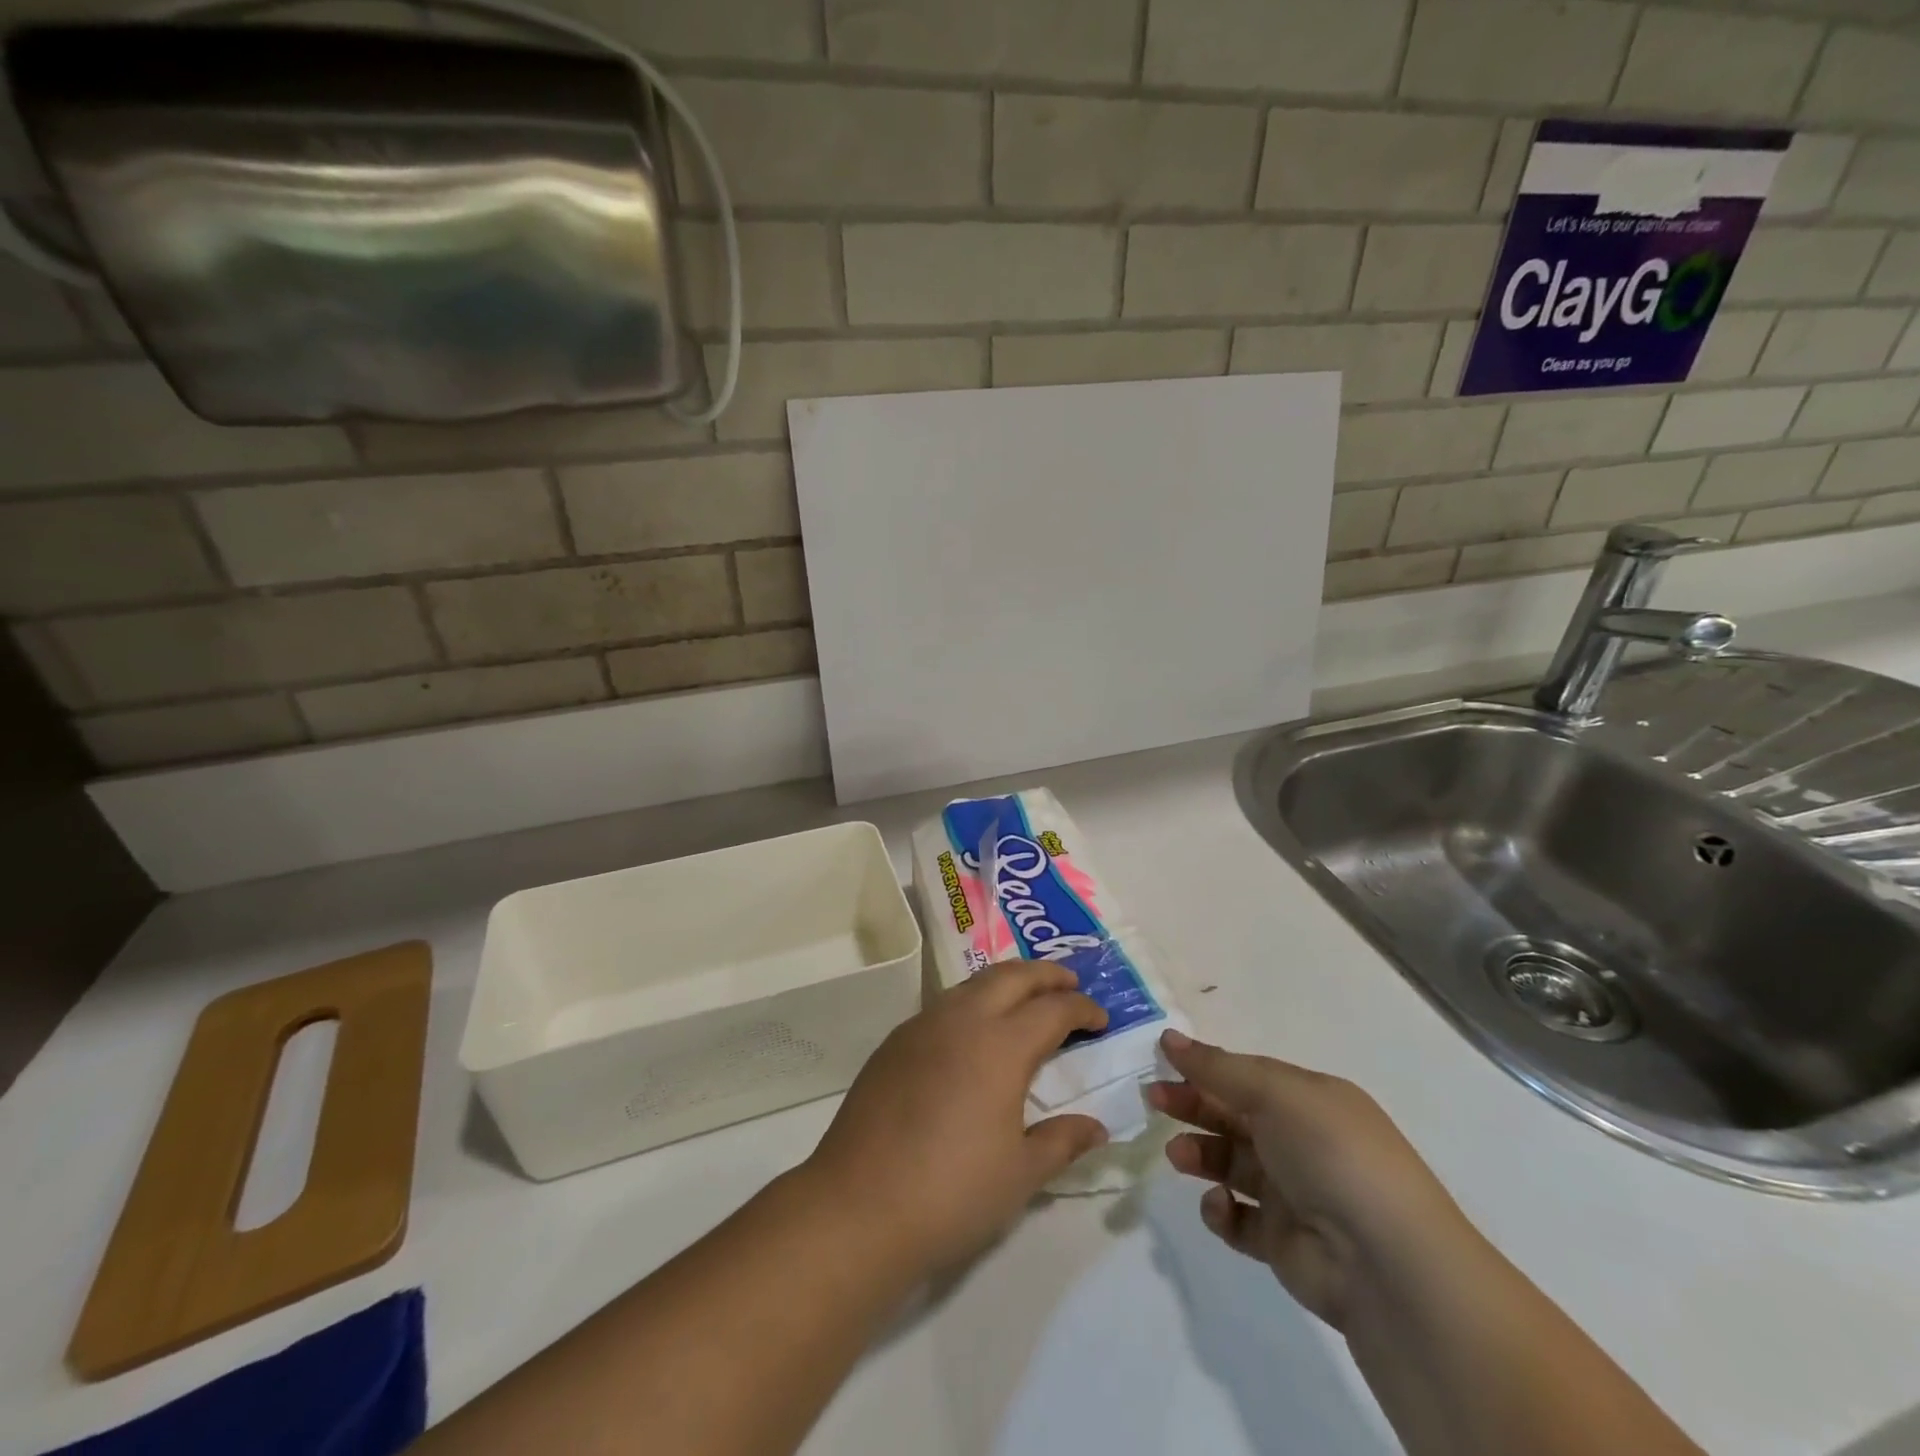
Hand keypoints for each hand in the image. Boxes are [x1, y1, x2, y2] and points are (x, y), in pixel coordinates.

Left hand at [801, 961, 1109, 1278]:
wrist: (858, 1206)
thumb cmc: (952, 1192)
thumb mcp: (1020, 1174)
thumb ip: (1062, 1141)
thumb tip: (1096, 1127)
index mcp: (1001, 1046)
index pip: (1053, 1009)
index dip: (1082, 1008)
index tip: (1100, 1018)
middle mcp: (962, 1020)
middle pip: (1012, 976)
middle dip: (1046, 974)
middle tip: (1070, 982)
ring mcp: (922, 1026)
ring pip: (973, 983)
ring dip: (1006, 982)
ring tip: (1025, 999)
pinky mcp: (895, 1042)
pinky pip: (944, 1004)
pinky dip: (972, 1002)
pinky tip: (973, 1032)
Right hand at [1149, 1030, 1471, 1331]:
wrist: (1387, 1265)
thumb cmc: (1331, 1155)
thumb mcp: (1274, 1093)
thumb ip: (1217, 1068)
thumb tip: (1169, 1037)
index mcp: (1309, 1100)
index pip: (1246, 1075)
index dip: (1204, 1067)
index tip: (1161, 1060)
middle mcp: (1301, 1142)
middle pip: (1233, 1115)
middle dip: (1192, 1104)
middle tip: (1152, 1100)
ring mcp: (1292, 1193)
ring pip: (1230, 1163)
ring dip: (1200, 1153)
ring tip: (1178, 1155)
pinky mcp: (1282, 1243)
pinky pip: (1238, 1218)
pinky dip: (1221, 1210)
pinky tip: (1220, 1205)